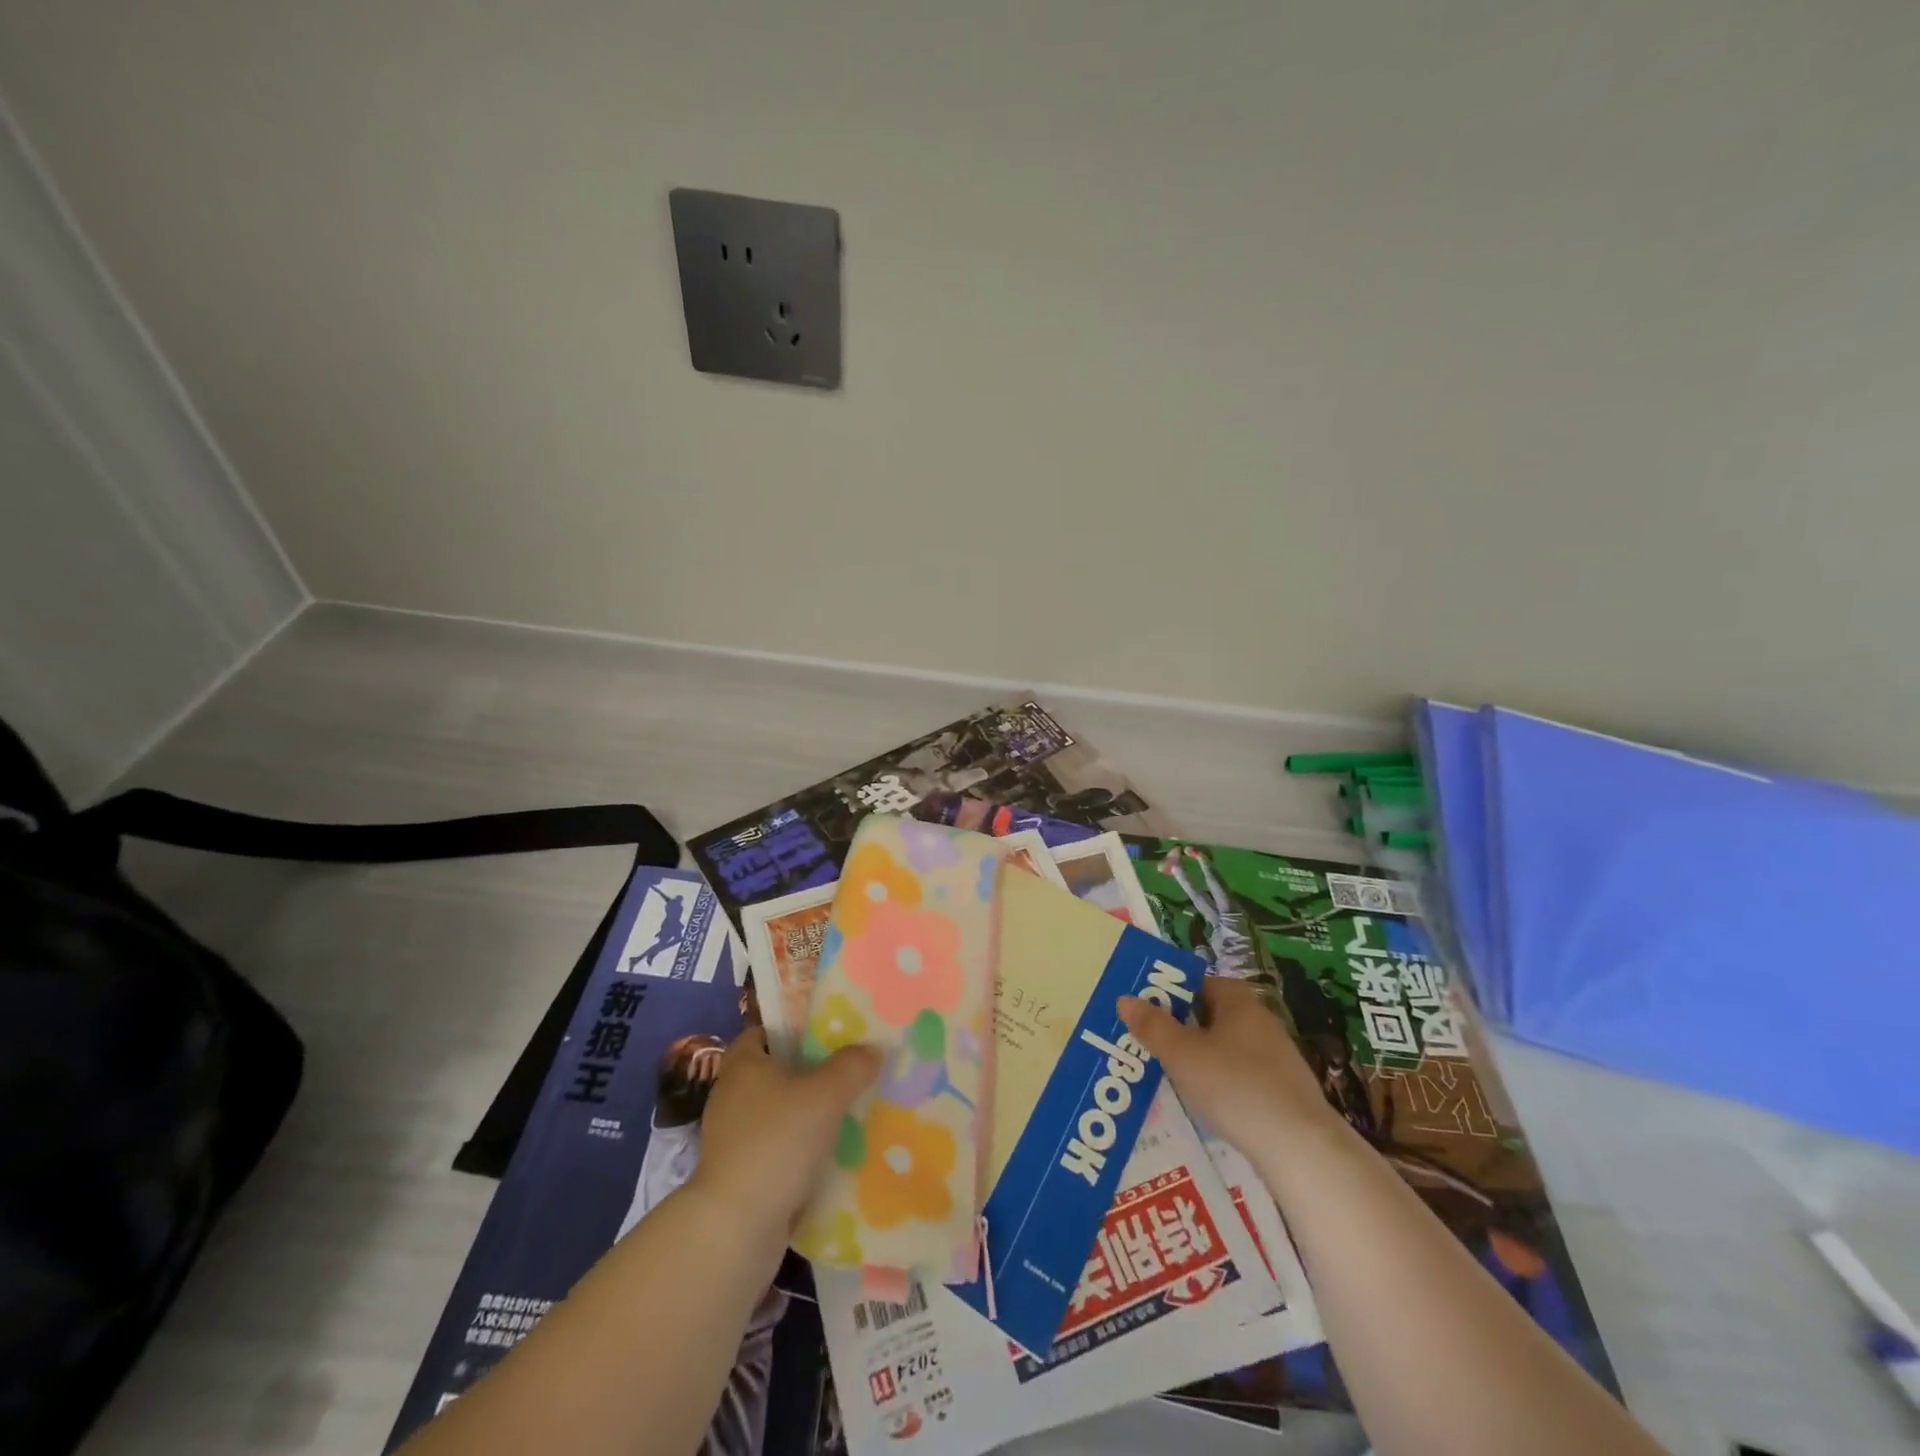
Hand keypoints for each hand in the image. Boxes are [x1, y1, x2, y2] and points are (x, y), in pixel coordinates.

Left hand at [689, 1028, 880, 1240]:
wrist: (737, 1226)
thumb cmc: (777, 1141)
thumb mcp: (825, 1094)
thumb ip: (852, 1066)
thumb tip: (872, 1049)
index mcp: (742, 1064)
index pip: (764, 1031)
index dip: (793, 1028)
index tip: (828, 1033)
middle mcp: (732, 1095)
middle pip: (776, 1072)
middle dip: (810, 1072)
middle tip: (849, 1070)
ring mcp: (733, 1138)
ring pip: (779, 1112)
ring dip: (808, 1114)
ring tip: (850, 1112)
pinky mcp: (740, 1174)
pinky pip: (777, 1148)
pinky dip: (800, 1149)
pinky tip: (832, 1154)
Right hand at [1120, 978, 1339, 1159]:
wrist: (1300, 1148)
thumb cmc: (1234, 1086)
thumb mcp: (1182, 1054)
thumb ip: (1152, 1026)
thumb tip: (1125, 999)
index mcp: (1239, 1001)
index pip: (1200, 983)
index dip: (1171, 992)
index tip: (1146, 1011)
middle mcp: (1261, 1021)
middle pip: (1213, 1015)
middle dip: (1182, 1028)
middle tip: (1151, 1043)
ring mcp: (1278, 1058)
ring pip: (1228, 1048)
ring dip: (1201, 1058)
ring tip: (1172, 1076)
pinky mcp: (1286, 1093)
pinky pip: (1243, 1077)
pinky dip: (1222, 1084)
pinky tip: (1207, 1105)